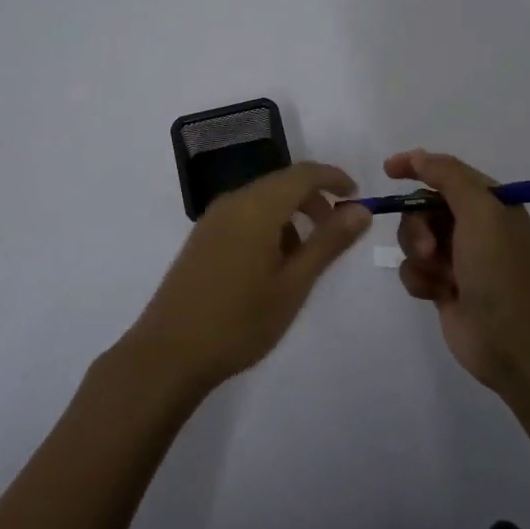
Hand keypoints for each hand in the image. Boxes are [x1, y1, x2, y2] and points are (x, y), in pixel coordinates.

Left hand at [124, 162, 370, 393]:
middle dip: (314, 198)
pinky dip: (269, 225)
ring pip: (263, 200)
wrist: (168, 354)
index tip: (358, 196)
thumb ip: (329, 242)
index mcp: (257, 207)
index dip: (334, 178)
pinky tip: (273, 264)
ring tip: (306, 255)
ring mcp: (213, 219)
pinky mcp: (202, 238)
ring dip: (292, 213)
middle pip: (282, 183)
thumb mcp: (294, 284)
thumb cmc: (239, 321)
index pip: (303, 174)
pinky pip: (244, 215)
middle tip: (338, 229)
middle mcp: (233, 202)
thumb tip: (361, 209)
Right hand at [387, 149, 529, 391]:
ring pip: (413, 238)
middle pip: (422, 207)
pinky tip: (437, 294)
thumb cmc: (498, 269)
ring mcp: (458, 257)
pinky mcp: (443, 285)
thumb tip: (418, 156)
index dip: (417, 166)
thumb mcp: (480, 211)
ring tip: (438, 275)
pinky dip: (420, 279)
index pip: (446, 172)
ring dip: (418, 254)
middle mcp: (474, 226)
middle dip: (417, 225)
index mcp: (490, 203)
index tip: (389, 170)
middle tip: (429, 247)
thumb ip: (448, 176)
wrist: (510, 340)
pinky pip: (413, 269)